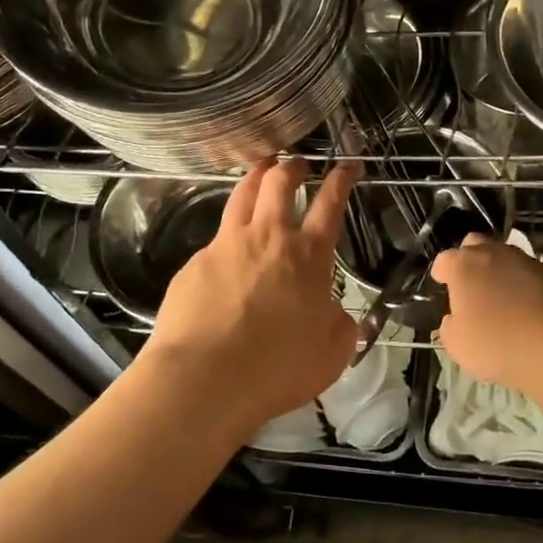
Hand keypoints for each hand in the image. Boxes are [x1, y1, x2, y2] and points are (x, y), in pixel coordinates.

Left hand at [144, 158, 359, 433]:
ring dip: (255, 177)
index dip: (341, 180)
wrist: (204, 379)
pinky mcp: (194, 264)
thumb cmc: (277, 368)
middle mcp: (267, 238)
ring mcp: (226, 246)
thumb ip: (341, 328)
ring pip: (241, 194)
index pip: (330, 203)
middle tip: (297, 163)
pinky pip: (215, 239)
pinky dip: (227, 233)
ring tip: (261, 169)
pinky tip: (227, 251)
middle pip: (279, 183)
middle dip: (292, 166)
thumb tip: (338, 315)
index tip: (347, 166)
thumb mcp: (331, 355)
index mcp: (307, 255)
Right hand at [430, 235, 542, 391]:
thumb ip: (450, 326)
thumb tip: (453, 318)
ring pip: (505, 255)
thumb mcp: (457, 344)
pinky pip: (529, 272)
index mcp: (464, 265)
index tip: (442, 285)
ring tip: (500, 295)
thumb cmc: (494, 343)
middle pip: (475, 244)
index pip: (444, 260)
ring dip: (498, 269)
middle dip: (469, 258)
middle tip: (470, 283)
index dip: (442, 273)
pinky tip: (525, 304)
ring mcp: (525, 260)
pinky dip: (523, 283)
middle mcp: (493, 253)